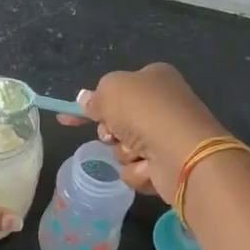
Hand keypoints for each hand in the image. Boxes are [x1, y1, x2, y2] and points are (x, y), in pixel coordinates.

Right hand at [56, 63, 228, 201]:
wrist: (182, 152)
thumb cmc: (146, 111)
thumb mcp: (111, 90)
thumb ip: (95, 96)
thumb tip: (86, 101)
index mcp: (153, 79)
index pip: (115, 89)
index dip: (91, 103)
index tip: (67, 118)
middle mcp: (162, 105)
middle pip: (117, 122)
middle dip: (111, 132)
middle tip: (114, 133)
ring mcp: (167, 136)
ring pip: (124, 148)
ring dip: (125, 152)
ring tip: (139, 151)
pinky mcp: (169, 165)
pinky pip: (137, 170)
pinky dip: (139, 170)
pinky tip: (151, 167)